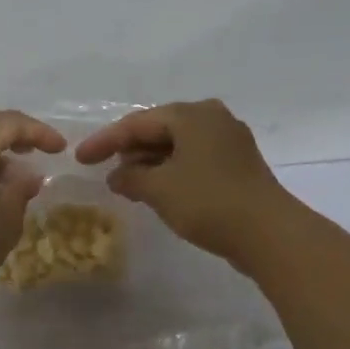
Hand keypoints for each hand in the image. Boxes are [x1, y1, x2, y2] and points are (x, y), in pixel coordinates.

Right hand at [75, 100, 291, 267]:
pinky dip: (172, 171)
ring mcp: (229, 140)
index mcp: (191, 115)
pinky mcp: (238, 164)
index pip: (137, 123)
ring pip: (178, 145)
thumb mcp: (159, 189)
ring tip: (127, 184)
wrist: (269, 233)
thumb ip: (131, 178)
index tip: (80, 159)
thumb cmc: (208, 202)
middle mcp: (212, 118)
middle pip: (159, 129)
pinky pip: (194, 159)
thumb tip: (117, 176)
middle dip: (129, 151)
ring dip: (150, 163)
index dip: (105, 141)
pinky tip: (158, 190)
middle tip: (103, 169)